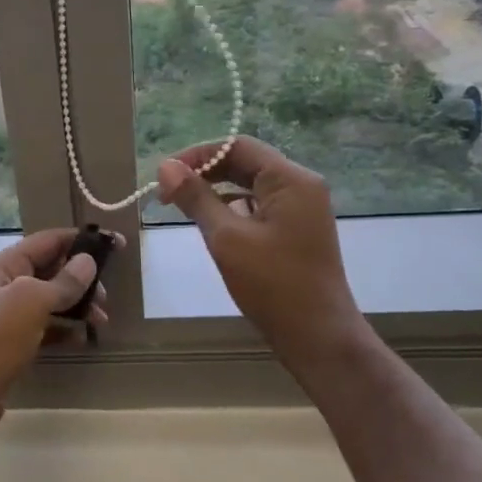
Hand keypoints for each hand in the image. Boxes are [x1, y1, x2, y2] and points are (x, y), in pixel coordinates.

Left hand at [0, 229, 116, 434]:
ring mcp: (7, 316)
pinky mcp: (12, 343)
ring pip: (50, 301)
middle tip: (106, 297)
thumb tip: (87, 261)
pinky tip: (82, 338)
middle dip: (81, 279)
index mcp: (2, 266)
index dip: (80, 240)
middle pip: (50, 270)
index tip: (115, 244)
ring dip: (77, 306)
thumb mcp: (31, 302)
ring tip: (100, 320)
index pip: (46, 241)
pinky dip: (64, 329)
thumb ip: (63, 281)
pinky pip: (45, 328)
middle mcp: (3, 286)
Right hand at [157, 138, 367, 374]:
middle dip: (204, 172)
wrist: (317, 335)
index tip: (164, 176)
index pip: (238, 146)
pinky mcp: (296, 230)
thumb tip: (166, 167)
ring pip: (250, 185)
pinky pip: (259, 206)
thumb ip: (196, 199)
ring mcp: (301, 209)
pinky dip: (232, 209)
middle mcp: (300, 186)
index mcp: (290, 179)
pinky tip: (211, 224)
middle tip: (167, 193)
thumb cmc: (272, 284)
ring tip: (181, 207)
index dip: (197, 155)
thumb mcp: (226, 238)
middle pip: (245, 162)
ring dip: (216, 191)